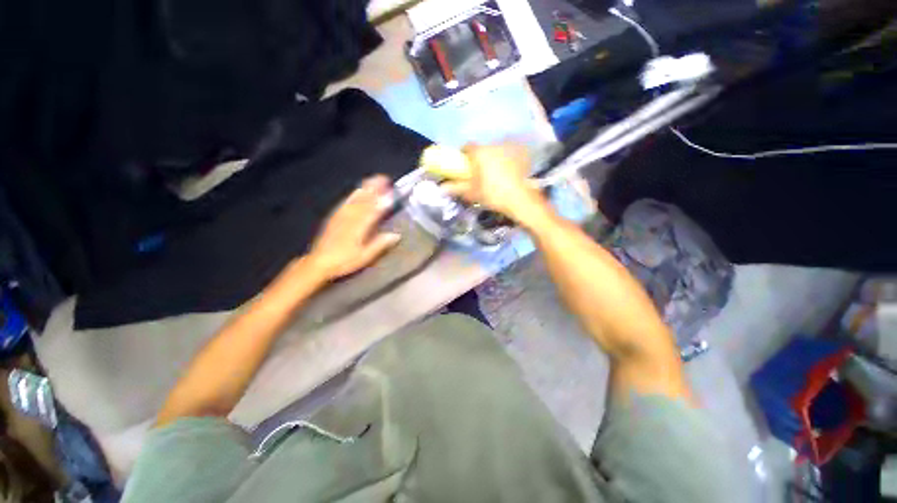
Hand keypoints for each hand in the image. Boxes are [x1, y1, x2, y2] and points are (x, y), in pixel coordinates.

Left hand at [308, 175, 400, 280]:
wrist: (319, 262)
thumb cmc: (344, 261)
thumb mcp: (365, 256)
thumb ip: (380, 244)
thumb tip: (396, 235)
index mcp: (359, 227)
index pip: (373, 211)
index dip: (382, 201)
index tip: (391, 192)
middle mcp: (350, 218)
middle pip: (364, 200)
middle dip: (374, 188)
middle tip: (384, 178)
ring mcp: (341, 215)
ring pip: (355, 198)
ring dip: (365, 188)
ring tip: (373, 179)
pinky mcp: (335, 216)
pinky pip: (345, 202)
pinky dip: (353, 194)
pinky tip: (357, 190)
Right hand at [442, 144, 547, 222]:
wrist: (520, 199)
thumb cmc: (493, 194)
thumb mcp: (472, 193)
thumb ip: (456, 188)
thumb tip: (442, 188)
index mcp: (480, 153)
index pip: (467, 147)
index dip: (463, 156)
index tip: (463, 166)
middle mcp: (493, 146)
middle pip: (482, 149)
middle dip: (478, 159)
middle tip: (477, 174)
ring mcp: (509, 150)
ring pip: (495, 152)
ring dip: (492, 160)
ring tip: (493, 176)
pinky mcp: (521, 156)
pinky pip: (508, 156)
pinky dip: (505, 162)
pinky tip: (507, 175)